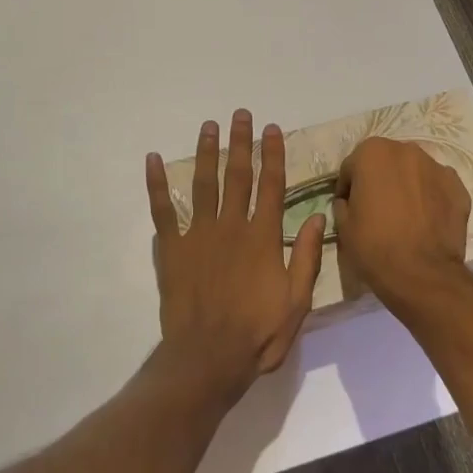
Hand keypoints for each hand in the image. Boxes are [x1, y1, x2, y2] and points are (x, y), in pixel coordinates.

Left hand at [145, 110, 325, 394]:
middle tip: (240, 114)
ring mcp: (199, 235)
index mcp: (263, 237)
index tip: (272, 129)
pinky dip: (156, 184)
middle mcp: (232, 226)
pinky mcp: (173, 249)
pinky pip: (162, 210)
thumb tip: (319, 216)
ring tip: (209, 126)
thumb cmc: (257, 333)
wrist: (208, 358)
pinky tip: (153, 160)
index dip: (273, 155)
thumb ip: (308, 257)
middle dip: (241, 143)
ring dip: (207, 152)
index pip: (271, 186)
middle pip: (238, 176)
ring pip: (204, 183)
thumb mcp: (297, 301)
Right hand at [333, 137, 472, 316]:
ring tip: (405, 216)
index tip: (350, 207)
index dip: (348, 188)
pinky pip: (437, 187)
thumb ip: (344, 203)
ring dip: (407, 186)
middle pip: (386, 162)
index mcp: (372, 153)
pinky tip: (426, 221)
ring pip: (414, 172)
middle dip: (380, 180)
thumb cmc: (374, 246)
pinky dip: (431, 198)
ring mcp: (437, 167)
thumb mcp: (343, 226)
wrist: (422, 275)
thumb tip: (351, 201)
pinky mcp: (458, 187)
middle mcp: (406, 150)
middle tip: (377, 209)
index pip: (352, 166)